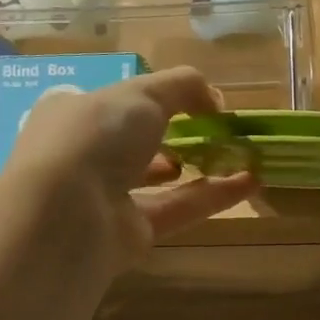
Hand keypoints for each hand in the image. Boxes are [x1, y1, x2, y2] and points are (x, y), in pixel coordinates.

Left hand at [4, 68, 253, 268]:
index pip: (110, 102)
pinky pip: (178, 208)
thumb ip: (183, 87)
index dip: (147, 99)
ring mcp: (106, 197)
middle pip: (135, 143)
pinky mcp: (131, 232)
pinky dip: (214, 196)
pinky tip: (251, 181)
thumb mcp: (142, 94)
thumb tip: (215, 99)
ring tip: (239, 154)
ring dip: (198, 166)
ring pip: (158, 179)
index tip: (188, 100)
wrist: (68, 215)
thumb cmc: (95, 137)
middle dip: (174, 135)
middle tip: (214, 129)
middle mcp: (84, 155)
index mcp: (71, 114)